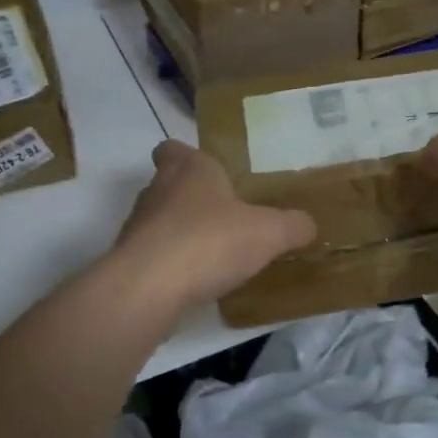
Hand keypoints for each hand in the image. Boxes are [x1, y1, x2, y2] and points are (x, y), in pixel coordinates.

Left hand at [114, 140, 315, 314]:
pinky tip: (196, 283)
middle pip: (170, 185)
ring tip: (215, 255)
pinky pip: (155, 256)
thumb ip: (292, 225)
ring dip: (183, 234)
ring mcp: (138, 227)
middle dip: (194, 199)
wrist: (149, 288)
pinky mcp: (129, 262)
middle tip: (226, 217)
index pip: (174, 149)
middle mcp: (157, 190)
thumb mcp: (269, 232)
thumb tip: (308, 225)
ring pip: (161, 221)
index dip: (188, 157)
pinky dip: (173, 265)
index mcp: (188, 168)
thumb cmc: (210, 241)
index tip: (210, 173)